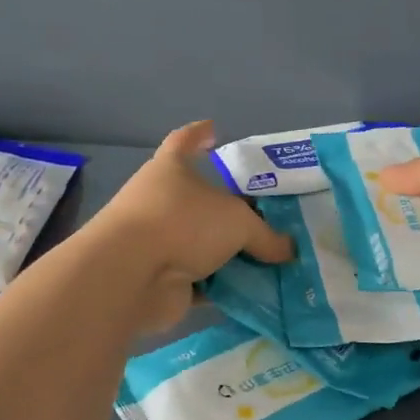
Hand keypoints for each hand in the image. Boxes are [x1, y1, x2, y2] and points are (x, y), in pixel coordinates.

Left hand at [84, 120, 293, 330]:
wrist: (131, 276)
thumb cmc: (182, 224)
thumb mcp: (238, 223)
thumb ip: (266, 236)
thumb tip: (288, 250)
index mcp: (171, 169)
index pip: (185, 141)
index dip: (199, 134)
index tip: (214, 129)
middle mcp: (159, 201)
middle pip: (199, 199)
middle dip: (229, 208)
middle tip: (265, 213)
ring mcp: (156, 241)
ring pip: (200, 243)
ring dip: (228, 252)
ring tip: (269, 257)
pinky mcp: (159, 279)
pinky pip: (199, 280)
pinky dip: (222, 285)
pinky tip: (253, 290)